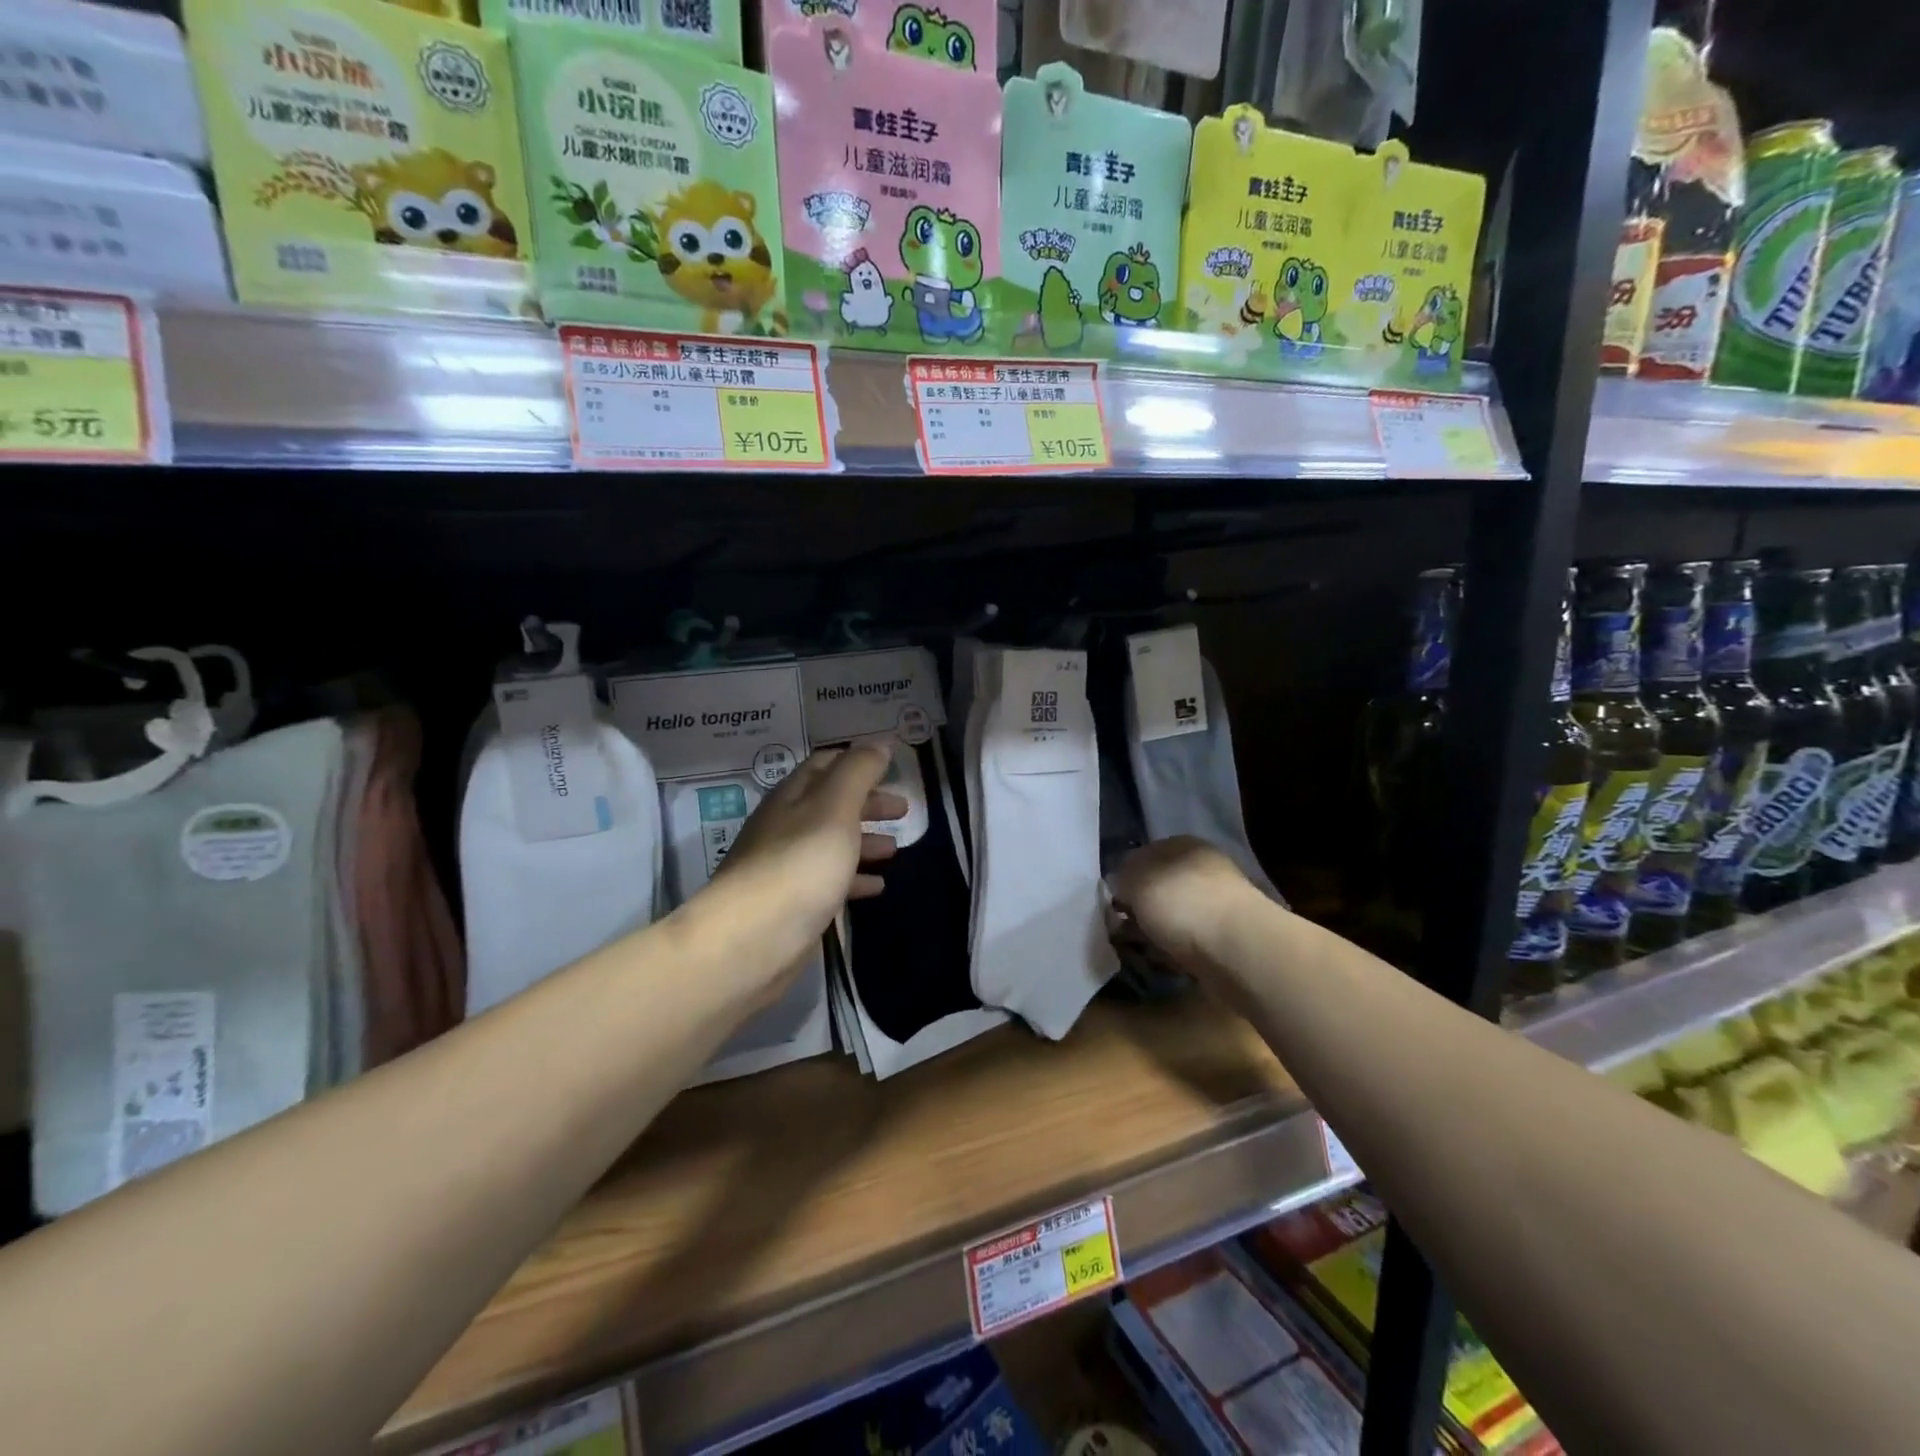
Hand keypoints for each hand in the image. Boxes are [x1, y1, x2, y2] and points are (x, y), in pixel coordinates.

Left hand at [706, 741, 906, 970]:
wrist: (750, 942)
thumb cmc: (798, 865)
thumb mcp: (835, 808)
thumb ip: (859, 772)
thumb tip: (879, 742)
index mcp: (792, 796)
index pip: (825, 764)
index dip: (858, 761)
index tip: (891, 766)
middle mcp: (786, 826)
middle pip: (831, 804)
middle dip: (867, 803)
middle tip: (903, 810)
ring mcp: (787, 867)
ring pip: (832, 843)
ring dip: (864, 840)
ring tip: (896, 849)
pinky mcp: (794, 904)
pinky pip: (830, 881)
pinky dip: (856, 878)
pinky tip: (878, 887)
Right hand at [1111, 837, 1254, 972]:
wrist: (1239, 950)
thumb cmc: (1182, 904)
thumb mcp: (1136, 881)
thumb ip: (1120, 879)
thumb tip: (1117, 885)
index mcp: (1182, 845)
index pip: (1141, 855)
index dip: (1121, 878)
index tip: (1107, 902)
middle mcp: (1201, 869)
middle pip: (1156, 887)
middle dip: (1137, 908)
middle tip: (1118, 929)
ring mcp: (1216, 903)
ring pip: (1171, 915)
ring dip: (1153, 931)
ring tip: (1137, 948)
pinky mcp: (1224, 937)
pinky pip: (1186, 940)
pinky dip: (1172, 950)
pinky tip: (1161, 960)